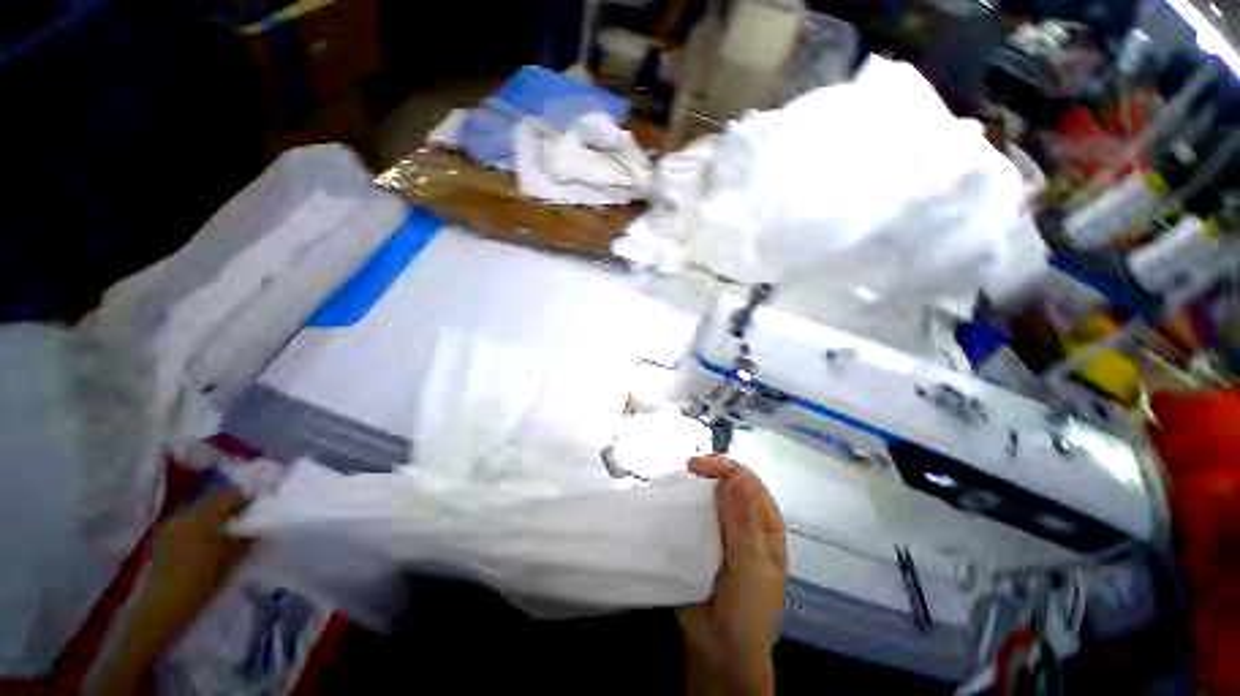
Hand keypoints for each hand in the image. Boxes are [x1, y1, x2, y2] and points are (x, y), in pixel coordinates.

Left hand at [135, 489, 251, 637]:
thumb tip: (257, 524)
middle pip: (213, 501)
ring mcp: (171, 525)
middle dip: (228, 511)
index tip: (256, 514)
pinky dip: (198, 531)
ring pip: (199, 513)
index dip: (246, 500)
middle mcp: (186, 512)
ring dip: (212, 521)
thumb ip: (246, 536)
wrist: (164, 605)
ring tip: (222, 539)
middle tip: (241, 527)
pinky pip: (186, 525)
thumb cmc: (203, 578)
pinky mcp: (163, 538)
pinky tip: (203, 549)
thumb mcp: (233, 557)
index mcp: (205, 513)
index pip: (231, 493)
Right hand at [679, 456, 787, 695]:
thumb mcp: (751, 566)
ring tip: (673, 484)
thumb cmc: (747, 610)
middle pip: (726, 483)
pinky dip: (680, 504)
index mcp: (764, 523)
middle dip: (707, 471)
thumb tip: (734, 476)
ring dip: (692, 486)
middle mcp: (743, 519)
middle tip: (683, 472)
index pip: (747, 481)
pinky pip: (690, 514)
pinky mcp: (699, 539)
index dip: (724, 467)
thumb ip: (744, 522)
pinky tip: (668, 502)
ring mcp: (719, 529)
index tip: (696, 466)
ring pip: (707, 496)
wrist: (719, 649)